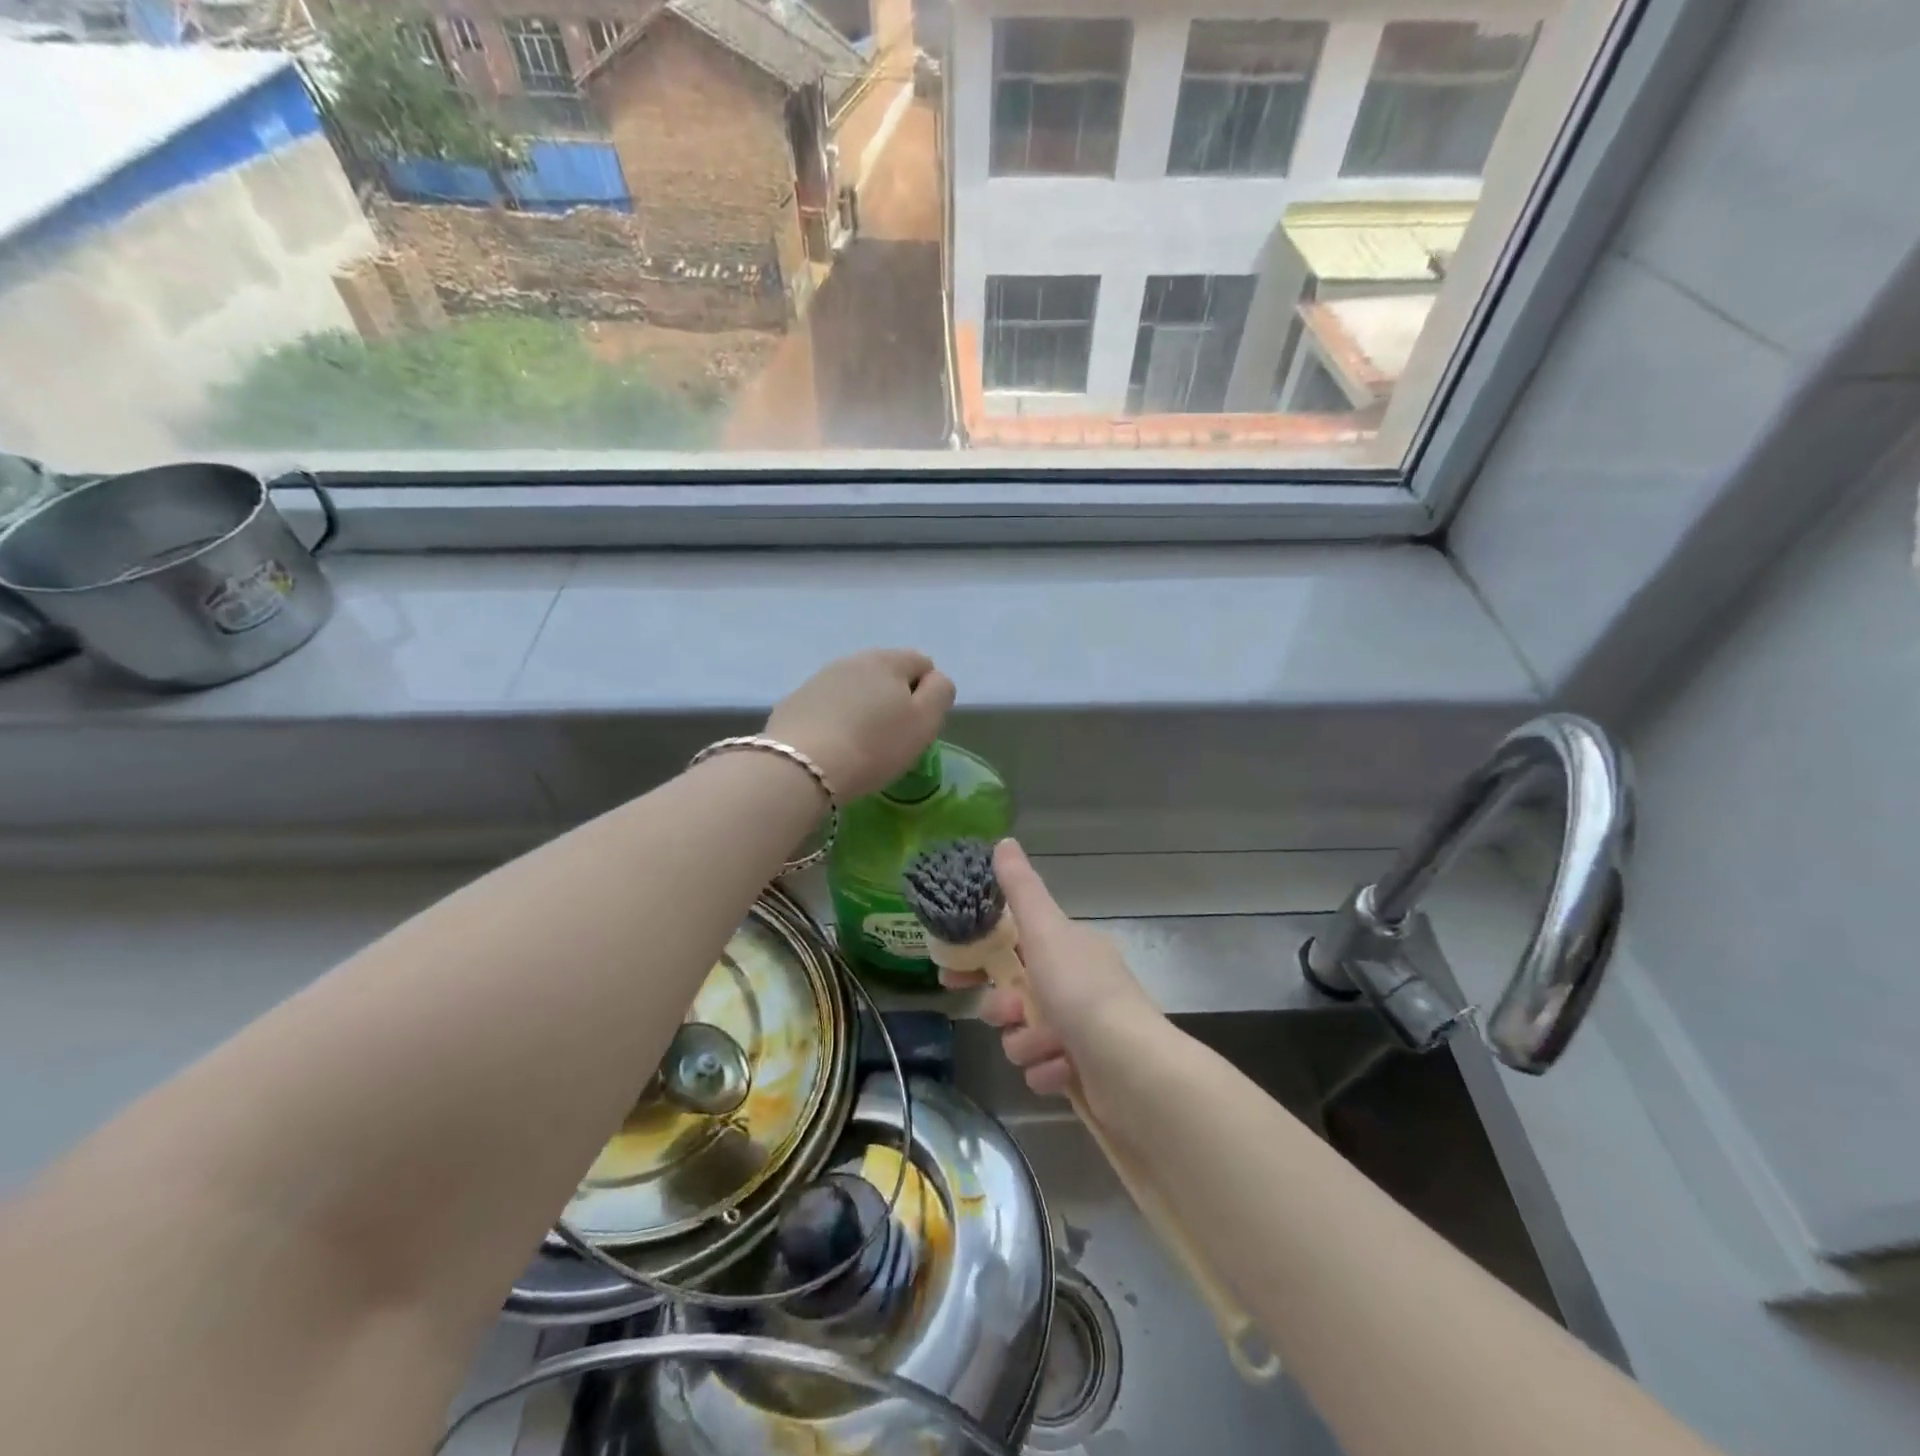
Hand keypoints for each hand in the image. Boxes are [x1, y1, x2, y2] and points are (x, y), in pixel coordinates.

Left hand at [765, 649, 954, 801]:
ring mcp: (819, 679)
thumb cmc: (874, 746)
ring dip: (862, 708)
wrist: (801, 767)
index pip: (923, 664)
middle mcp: (853, 659)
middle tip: (890, 737)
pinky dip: (834, 720)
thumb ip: (940, 692)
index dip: (927, 694)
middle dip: (892, 699)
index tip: (916, 726)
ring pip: (854, 689)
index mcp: (889, 660)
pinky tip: (832, 746)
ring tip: (859, 744)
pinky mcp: (795, 702)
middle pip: (886, 674)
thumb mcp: (925, 722)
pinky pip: (827, 706)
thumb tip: (934, 679)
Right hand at [942, 840, 1162, 1101]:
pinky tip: (1064, 1071)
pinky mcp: (1084, 1072)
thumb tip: (1003, 841)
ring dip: (1028, 1043)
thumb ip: (1021, 890)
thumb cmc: (1083, 992)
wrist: (1133, 1070)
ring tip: (1048, 1046)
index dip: (982, 958)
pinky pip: (1044, 1070)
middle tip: (1007, 1014)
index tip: (952, 975)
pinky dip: (1049, 1072)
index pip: (1015, 946)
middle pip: (1015, 994)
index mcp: (1070, 949)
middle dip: (1004, 1008)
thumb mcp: (1046, 931)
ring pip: (1024, 1035)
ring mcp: (1082, 1031)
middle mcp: (1077, 985)